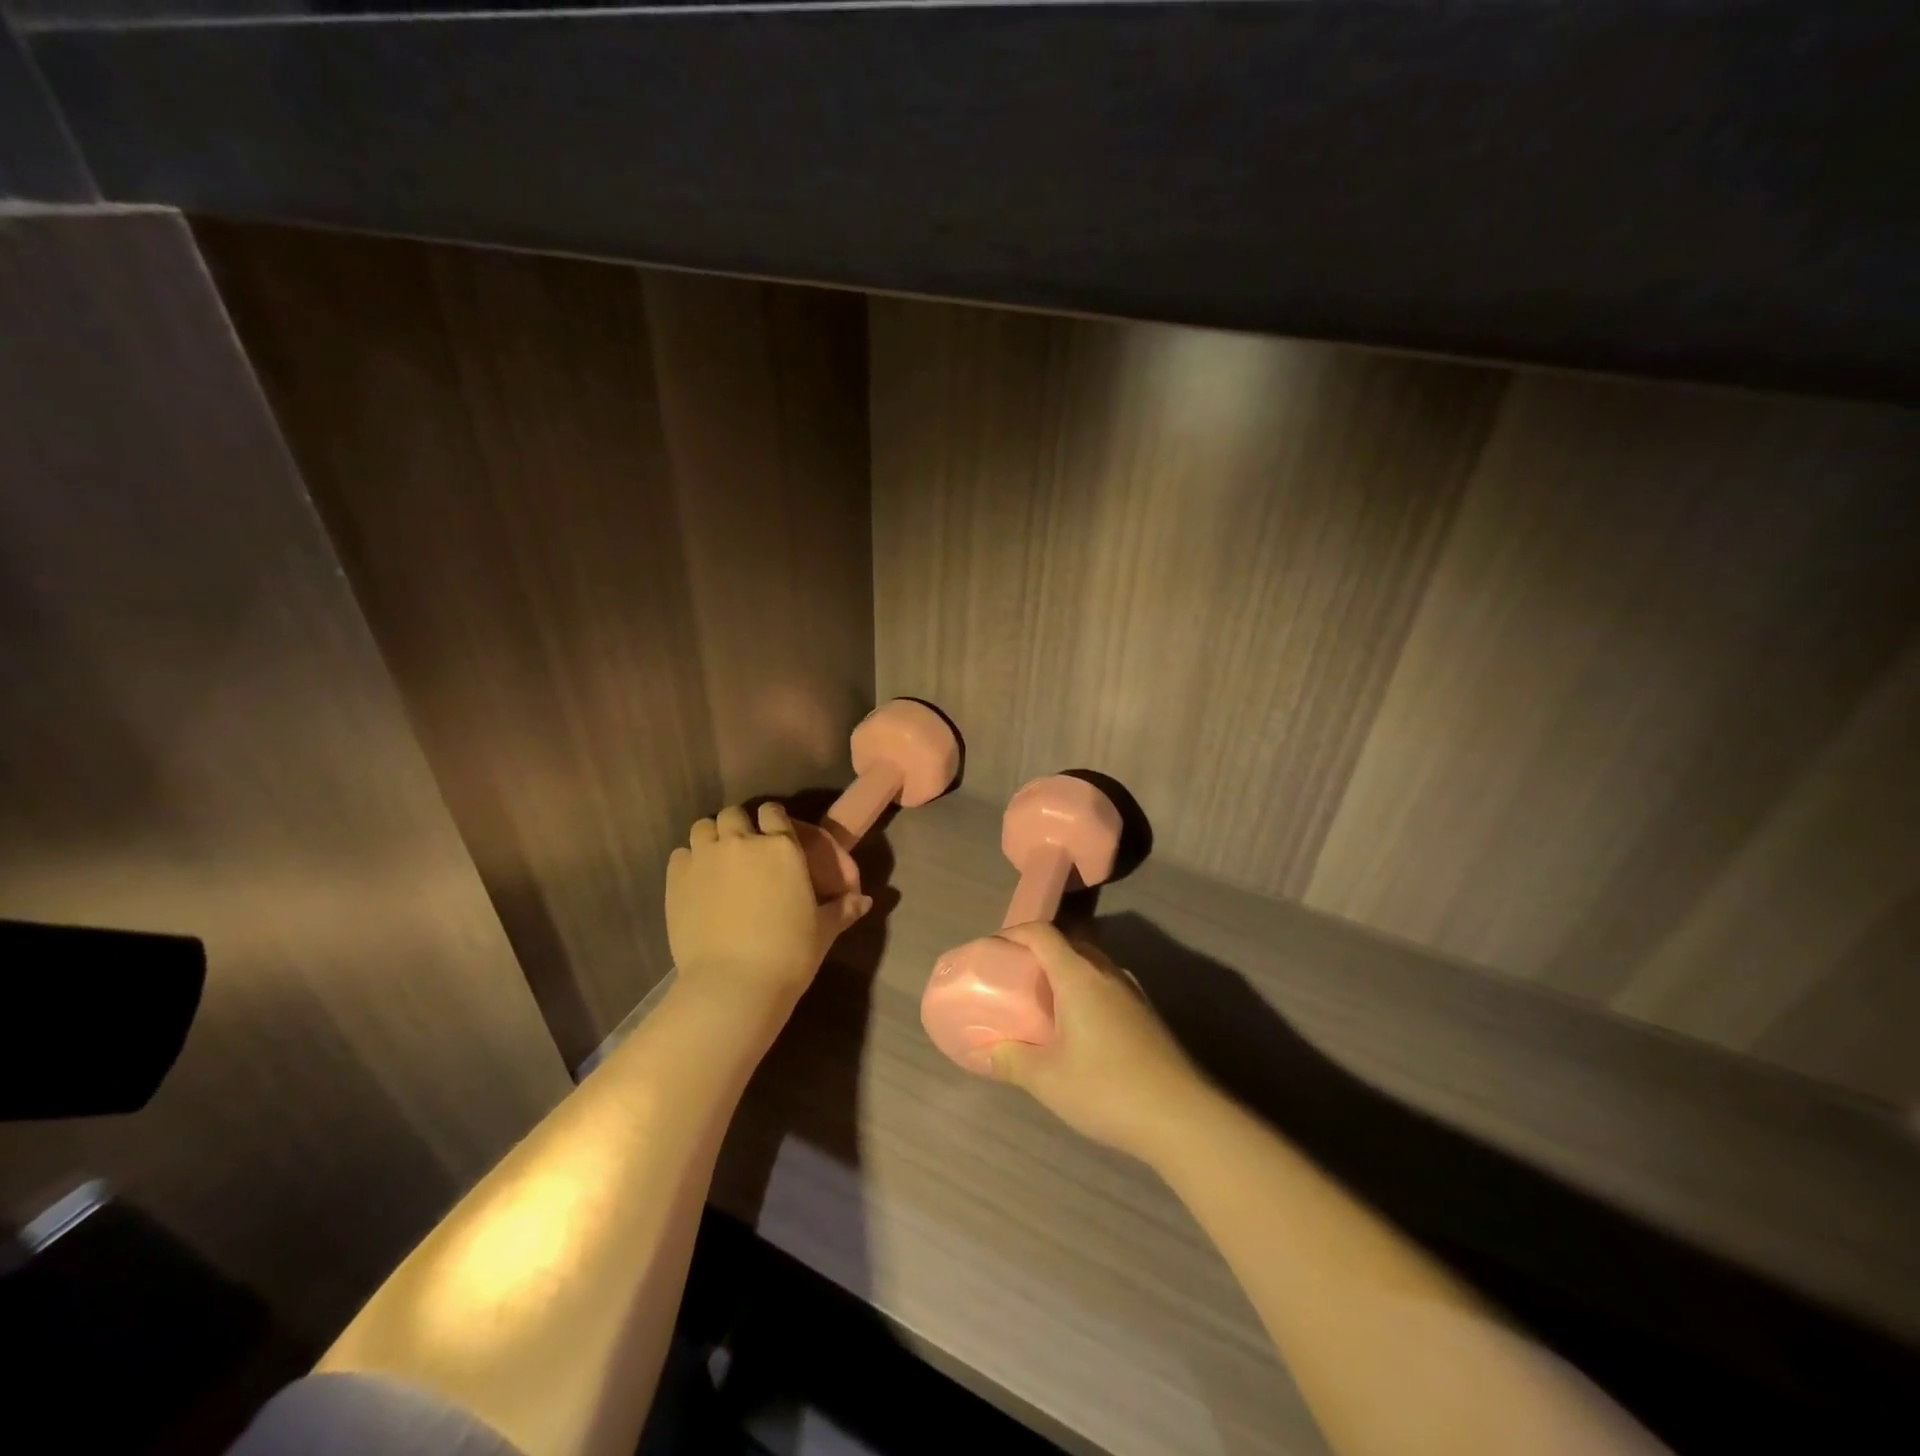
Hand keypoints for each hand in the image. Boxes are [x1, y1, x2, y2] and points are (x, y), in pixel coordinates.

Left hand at [666, 802, 870, 1011]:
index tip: (774, 836)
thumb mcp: (823, 931)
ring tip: (717, 861)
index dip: (774, 820)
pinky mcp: (677, 878)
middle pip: (735, 814)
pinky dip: (689, 860)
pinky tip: (696, 881)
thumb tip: (865, 901)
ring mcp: (706, 857)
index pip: (774, 812)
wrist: (734, 984)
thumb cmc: (789, 954)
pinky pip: (681, 853)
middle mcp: (742, 842)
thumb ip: (843, 909)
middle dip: (739, 826)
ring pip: (704, 826)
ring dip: (712, 837)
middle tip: (744, 850)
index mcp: (782, 847)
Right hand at [986, 923, 1208, 1163]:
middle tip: (1015, 979)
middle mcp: (1107, 973)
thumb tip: (984, 1053)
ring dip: (1065, 974)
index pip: (1042, 933)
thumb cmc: (1107, 1088)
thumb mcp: (1047, 1079)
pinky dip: (1085, 994)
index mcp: (1079, 976)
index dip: (1014, 934)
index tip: (992, 951)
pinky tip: (1079, 1031)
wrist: (1183, 1117)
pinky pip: (1107, 988)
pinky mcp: (1147, 1016)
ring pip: (1091, 966)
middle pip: (1069, 944)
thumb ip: (1011, 1061)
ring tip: (1044, 1005)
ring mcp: (1133, 993)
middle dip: (1039, 954)